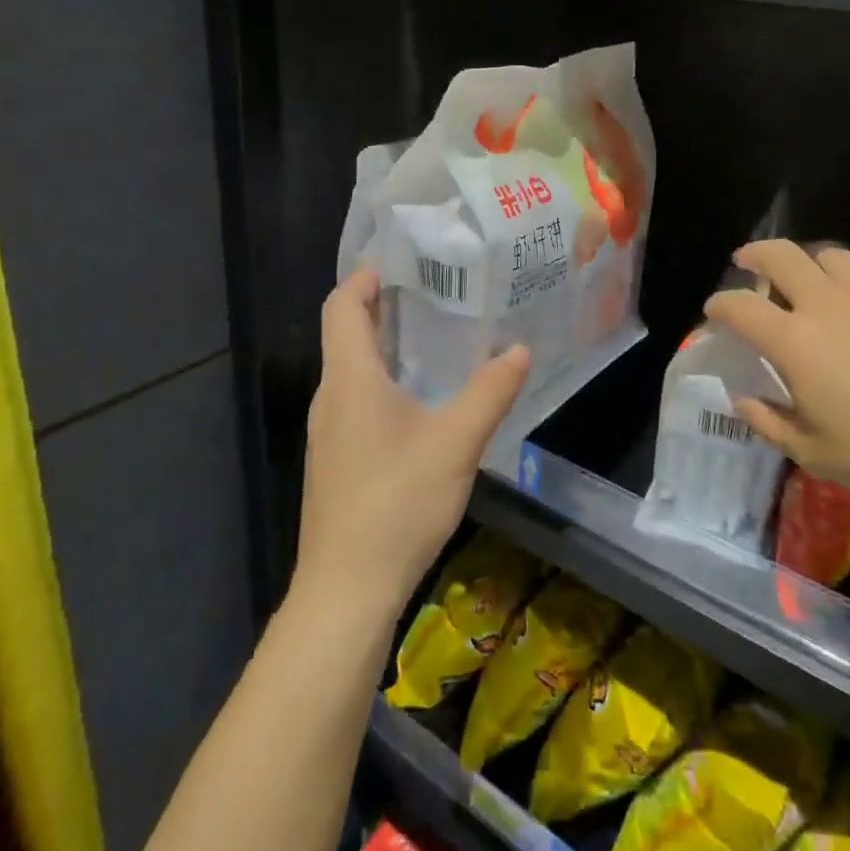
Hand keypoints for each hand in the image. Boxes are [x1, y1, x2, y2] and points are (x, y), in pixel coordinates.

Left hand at [294, 268, 530, 616]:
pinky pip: (355, 400)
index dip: (362, 277)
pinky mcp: (336, 461)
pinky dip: (382, 379)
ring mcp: (329, 432)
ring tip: (432, 334)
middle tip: (432, 288)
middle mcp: (331, 397)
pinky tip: (419, 399)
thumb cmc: (396, 503)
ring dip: (383, 344)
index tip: (398, 259)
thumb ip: (490, 392)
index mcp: (350, 379)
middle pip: (345, 334)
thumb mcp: (455, 443)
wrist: (345, 591)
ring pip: (351, 370)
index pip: (341, 307)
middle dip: (381, 305)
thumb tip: (520, 348)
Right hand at [703, 240, 849, 520]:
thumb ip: (769, 422)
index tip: (714, 311)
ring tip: (811, 281)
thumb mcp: (814, 454)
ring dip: (810, 264)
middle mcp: (828, 303)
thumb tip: (743, 400)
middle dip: (755, 253)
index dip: (720, 305)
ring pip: (831, 256)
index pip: (739, 306)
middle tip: (748, 261)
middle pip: (780, 255)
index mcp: (794, 340)